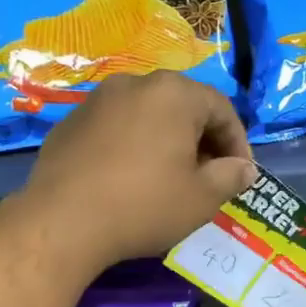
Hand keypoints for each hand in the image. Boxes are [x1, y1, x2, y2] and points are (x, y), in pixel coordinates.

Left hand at [23, 71, 256, 270]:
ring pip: (146, 115)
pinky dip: (131, 145)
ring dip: (165, 140)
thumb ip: (231, 177)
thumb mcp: (201, 198)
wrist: (61, 222)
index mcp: (173, 93)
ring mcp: (97, 100)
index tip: (240, 175)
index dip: (237, 142)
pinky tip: (128, 178)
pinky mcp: (70, 122)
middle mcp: (134, 84)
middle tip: (208, 176)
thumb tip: (244, 169)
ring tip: (168, 177)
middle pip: (182, 106)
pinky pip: (115, 128)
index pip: (221, 109)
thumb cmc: (143, 205)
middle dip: (201, 139)